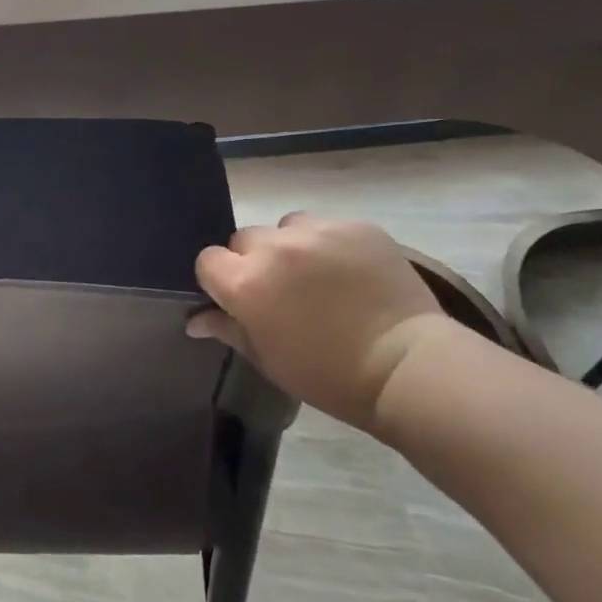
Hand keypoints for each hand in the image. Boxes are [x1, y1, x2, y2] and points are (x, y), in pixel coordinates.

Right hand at [190, 213, 455, 431]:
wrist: (407, 367)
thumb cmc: (329, 375)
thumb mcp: (269, 359)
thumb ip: (228, 329)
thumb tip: (194, 320)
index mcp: (246, 282)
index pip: (208, 260)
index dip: (219, 279)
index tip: (237, 298)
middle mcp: (274, 248)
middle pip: (245, 239)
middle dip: (255, 261)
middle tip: (281, 290)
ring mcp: (317, 231)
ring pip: (286, 227)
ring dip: (292, 247)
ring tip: (318, 276)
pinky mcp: (355, 226)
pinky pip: (328, 226)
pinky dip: (331, 245)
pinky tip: (350, 272)